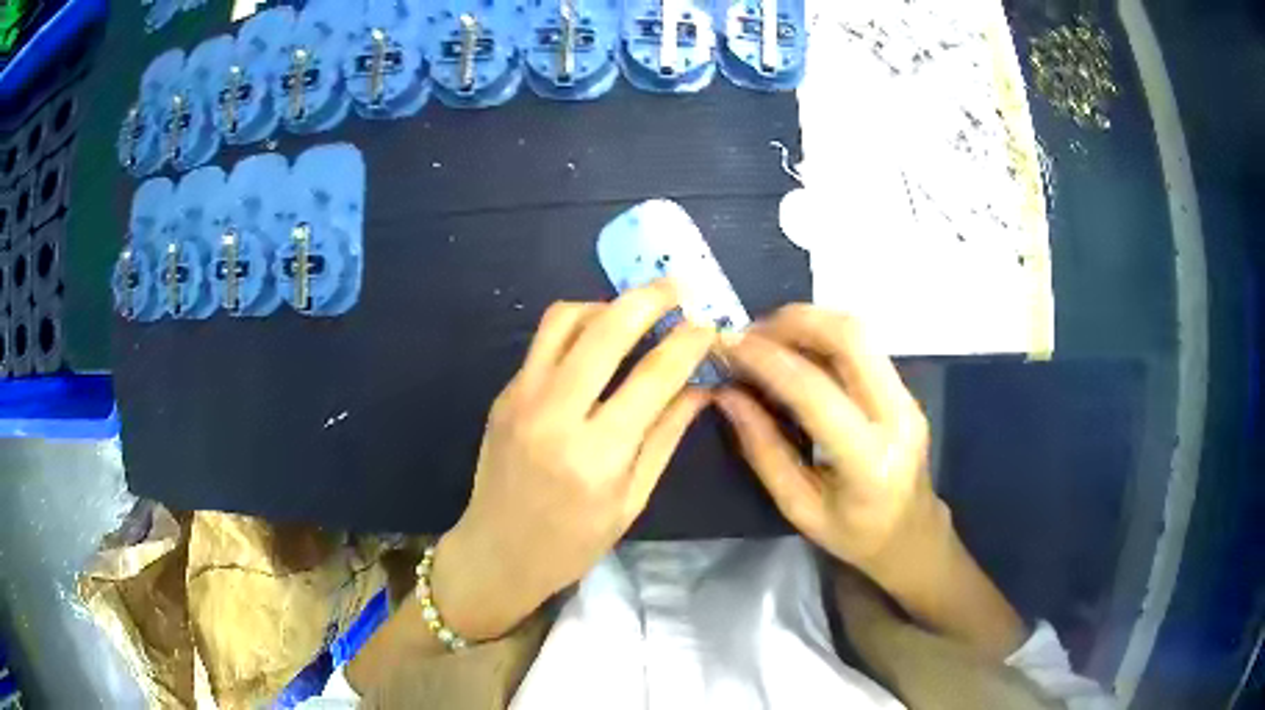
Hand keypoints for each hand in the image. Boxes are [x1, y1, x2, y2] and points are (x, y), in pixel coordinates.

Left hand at [433, 280, 714, 640]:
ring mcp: (521, 398)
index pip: (654, 376)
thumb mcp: (631, 500)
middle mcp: (554, 414)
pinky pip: (543, 342)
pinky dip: (577, 328)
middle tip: (677, 288)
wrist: (497, 553)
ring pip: (565, 319)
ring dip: (606, 304)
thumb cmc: (572, 542)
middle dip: (649, 298)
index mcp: (597, 454)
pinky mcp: (503, 394)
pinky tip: (597, 344)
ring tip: (634, 313)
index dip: (688, 343)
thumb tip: (701, 387)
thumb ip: (666, 436)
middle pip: (606, 329)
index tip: (709, 325)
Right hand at [714, 304, 943, 585]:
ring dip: (809, 323)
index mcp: (869, 461)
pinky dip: (823, 337)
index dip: (768, 361)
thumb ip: (764, 451)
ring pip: (861, 333)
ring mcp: (908, 398)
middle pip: (852, 338)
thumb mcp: (800, 509)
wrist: (913, 535)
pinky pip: (864, 347)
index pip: (816, 392)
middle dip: (795, 321)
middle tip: (750, 332)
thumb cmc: (855, 536)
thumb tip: (727, 396)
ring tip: (766, 337)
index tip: (728, 346)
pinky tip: (795, 351)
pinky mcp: (905, 390)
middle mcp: (897, 417)